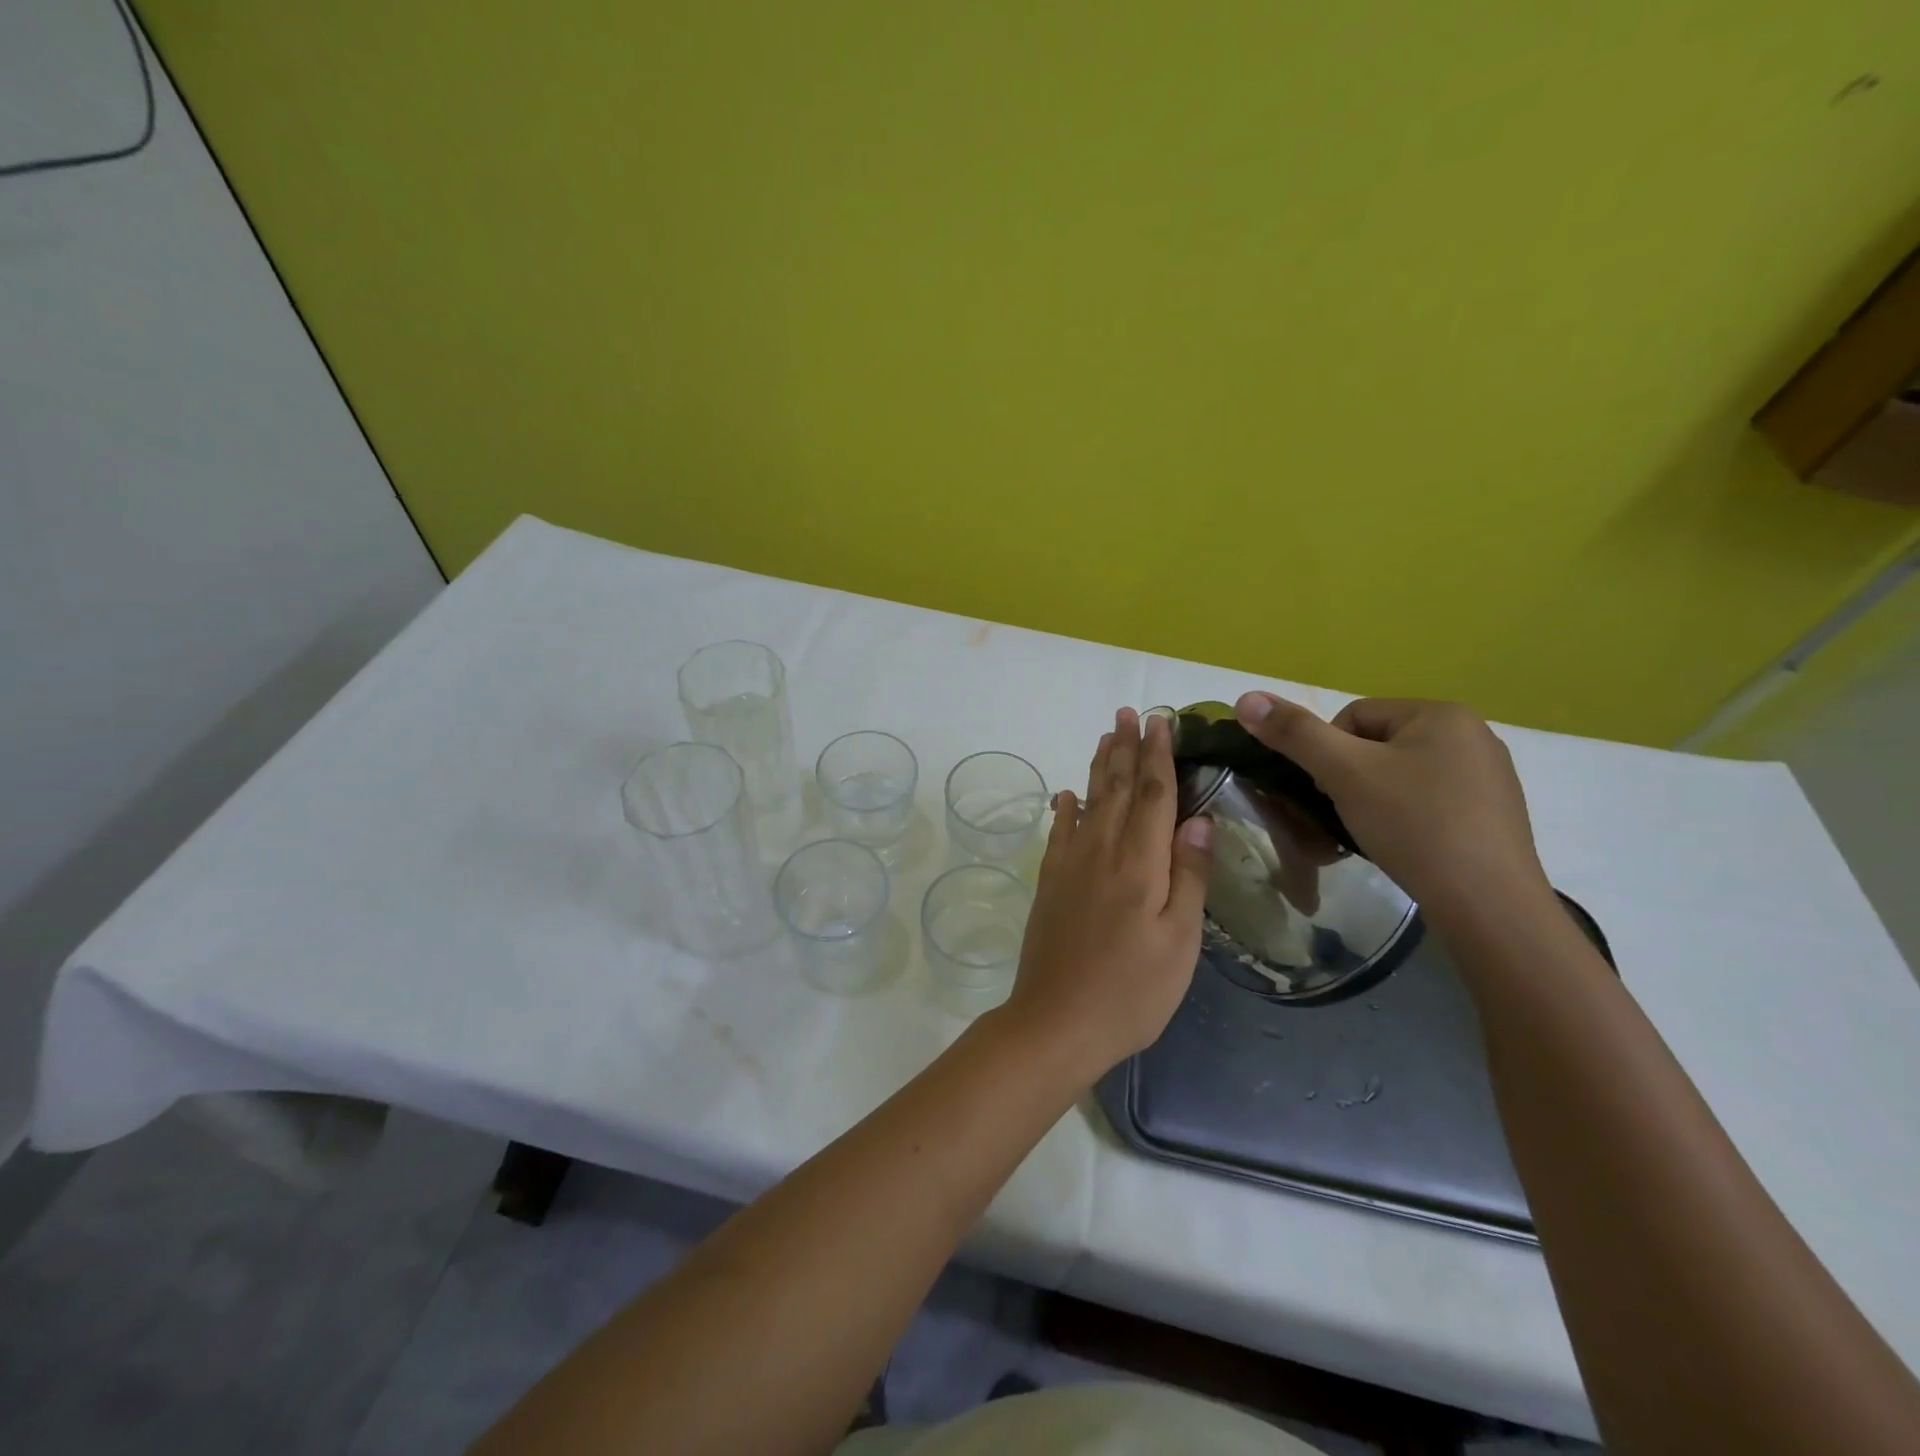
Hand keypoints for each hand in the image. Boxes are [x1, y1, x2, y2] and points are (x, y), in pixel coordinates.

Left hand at [1004, 707, 1213, 1080]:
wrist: (1056, 1022)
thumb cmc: (1131, 991)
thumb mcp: (1179, 943)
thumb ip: (1188, 877)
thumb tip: (1198, 819)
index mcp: (1140, 864)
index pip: (1152, 795)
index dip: (1158, 755)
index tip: (1161, 721)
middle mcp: (1101, 852)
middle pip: (1116, 788)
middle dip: (1125, 747)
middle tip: (1128, 712)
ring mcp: (1069, 866)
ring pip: (1087, 802)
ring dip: (1098, 766)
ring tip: (1105, 736)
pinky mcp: (1049, 883)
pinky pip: (1058, 833)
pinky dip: (1065, 808)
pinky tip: (1066, 795)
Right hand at [1232, 693, 1552, 926]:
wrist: (1488, 904)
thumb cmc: (1414, 825)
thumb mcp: (1344, 773)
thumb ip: (1294, 733)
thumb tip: (1245, 697)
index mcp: (1441, 713)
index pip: (1353, 717)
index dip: (1327, 754)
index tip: (1330, 792)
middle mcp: (1472, 735)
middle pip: (1376, 746)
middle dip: (1350, 780)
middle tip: (1346, 816)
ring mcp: (1488, 776)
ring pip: (1400, 776)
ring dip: (1373, 801)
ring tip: (1372, 834)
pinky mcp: (1493, 814)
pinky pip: (1429, 802)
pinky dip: (1405, 819)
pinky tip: (1404, 846)